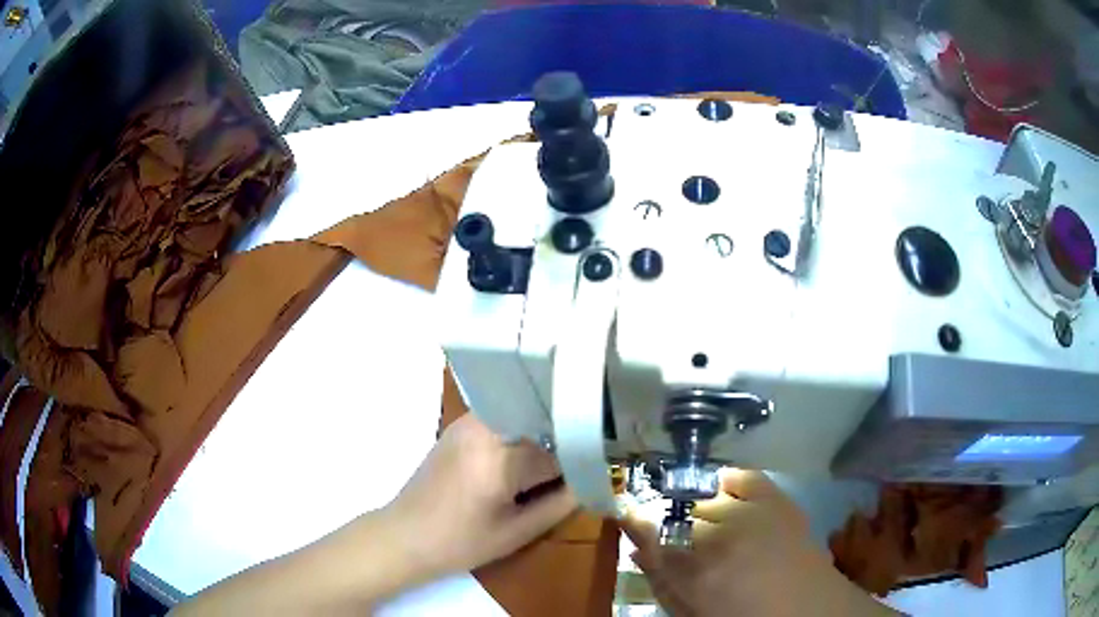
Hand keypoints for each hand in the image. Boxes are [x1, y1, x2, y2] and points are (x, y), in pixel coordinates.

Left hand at [384, 414, 576, 576]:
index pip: (558, 446)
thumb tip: (595, 481)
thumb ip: (560, 504)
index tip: (605, 464)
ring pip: (525, 417)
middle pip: (542, 422)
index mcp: (499, 455)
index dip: (585, 456)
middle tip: (591, 458)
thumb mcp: (517, 532)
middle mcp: (484, 426)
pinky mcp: (460, 426)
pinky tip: (530, 455)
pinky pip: (505, 420)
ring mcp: (469, 422)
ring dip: (546, 433)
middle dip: (567, 439)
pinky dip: (523, 433)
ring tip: (564, 456)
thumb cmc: (461, 542)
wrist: (404, 536)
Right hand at [623, 469, 897, 616]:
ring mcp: (751, 511)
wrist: (807, 608)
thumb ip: (660, 581)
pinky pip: (742, 476)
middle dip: (670, 520)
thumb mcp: (692, 611)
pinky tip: (723, 491)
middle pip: (679, 511)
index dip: (634, 519)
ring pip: (707, 495)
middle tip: (676, 535)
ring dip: (698, 507)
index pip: (650, 531)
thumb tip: (636, 549)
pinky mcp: (776, 498)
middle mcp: (720, 533)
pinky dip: (727, 481)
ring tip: (704, 522)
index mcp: (696, 569)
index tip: (626, 513)